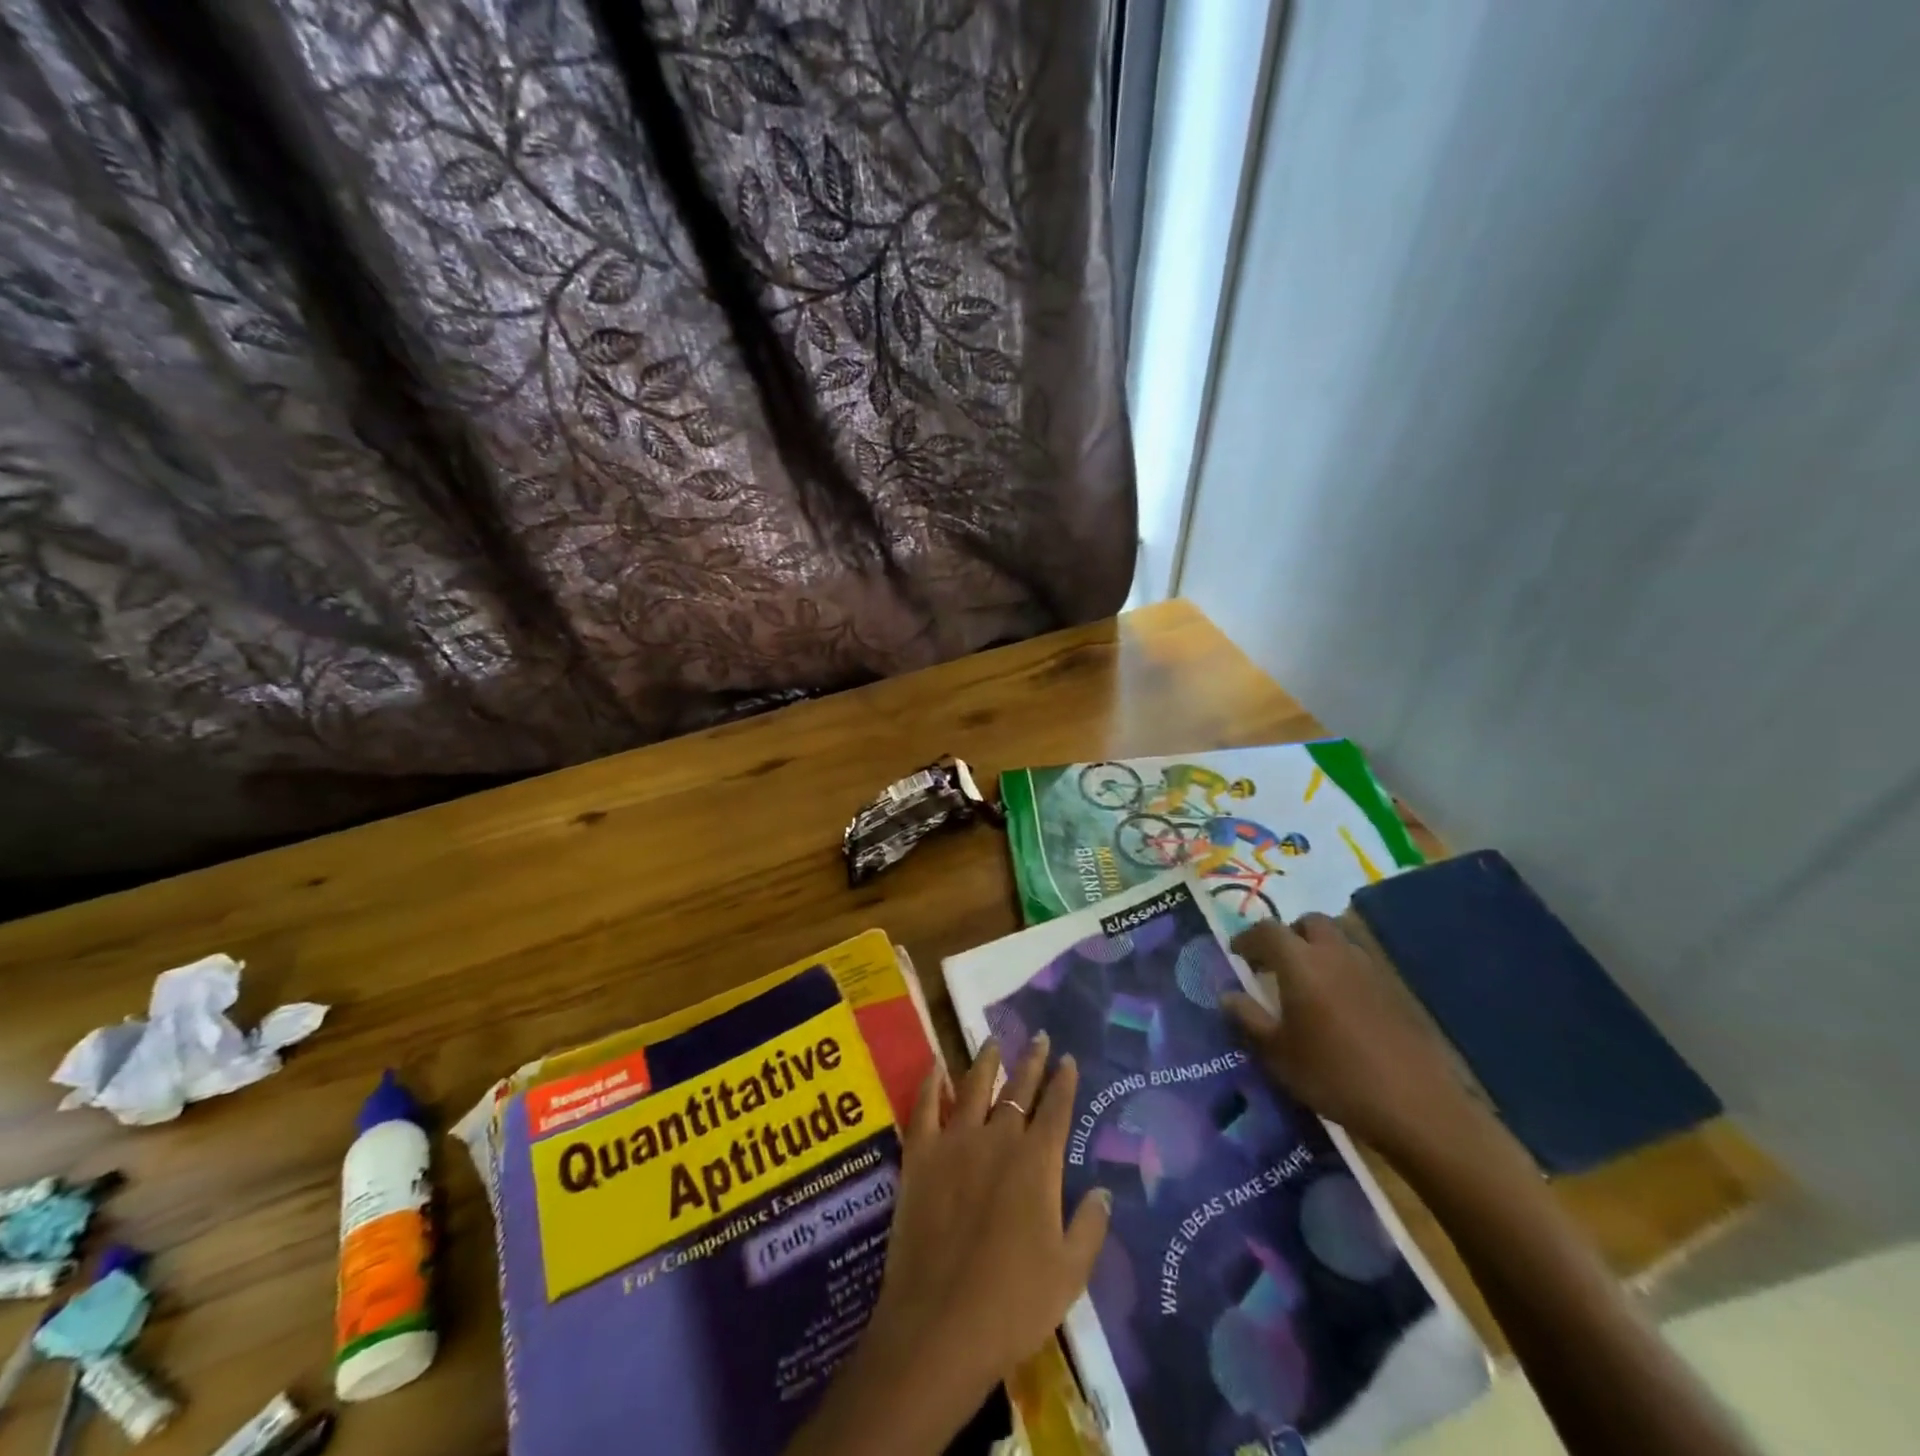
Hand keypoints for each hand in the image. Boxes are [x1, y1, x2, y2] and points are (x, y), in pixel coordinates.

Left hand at [801, 1035, 1110, 1454]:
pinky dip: (931, 1083)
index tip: (1068, 1059)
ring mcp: (955, 1142)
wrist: (941, 1324)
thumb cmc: (1014, 1303)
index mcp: (1037, 1163)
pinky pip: (925, 1107)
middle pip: (1018, 1089)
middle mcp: (998, 1139)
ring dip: (986, 1061)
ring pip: (973, 1087)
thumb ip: (1090, 1226)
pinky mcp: (920, 1156)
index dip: (1064, 1082)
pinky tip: (935, 1066)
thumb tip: (1103, 1189)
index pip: (1056, 1109)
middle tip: (1038, 1037)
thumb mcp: (1069, 1273)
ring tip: (993, 1040)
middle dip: (1031, 1061)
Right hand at [1223, 913, 1483, 1160]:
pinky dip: (1343, 971)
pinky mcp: (1396, 991)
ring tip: (1308, 984)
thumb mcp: (1277, 1054)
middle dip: (1289, 934)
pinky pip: (1360, 965)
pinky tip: (1340, 1006)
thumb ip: (1248, 1019)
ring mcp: (1370, 969)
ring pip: (1338, 940)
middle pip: (1308, 922)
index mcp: (1300, 962)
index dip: (1247, 938)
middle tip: (1276, 963)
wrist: (1417, 1107)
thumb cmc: (1334, 1076)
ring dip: (1318, 950)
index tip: (1236, 954)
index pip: (1266, 931)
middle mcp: (1335, 954)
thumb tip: (1228, 995)